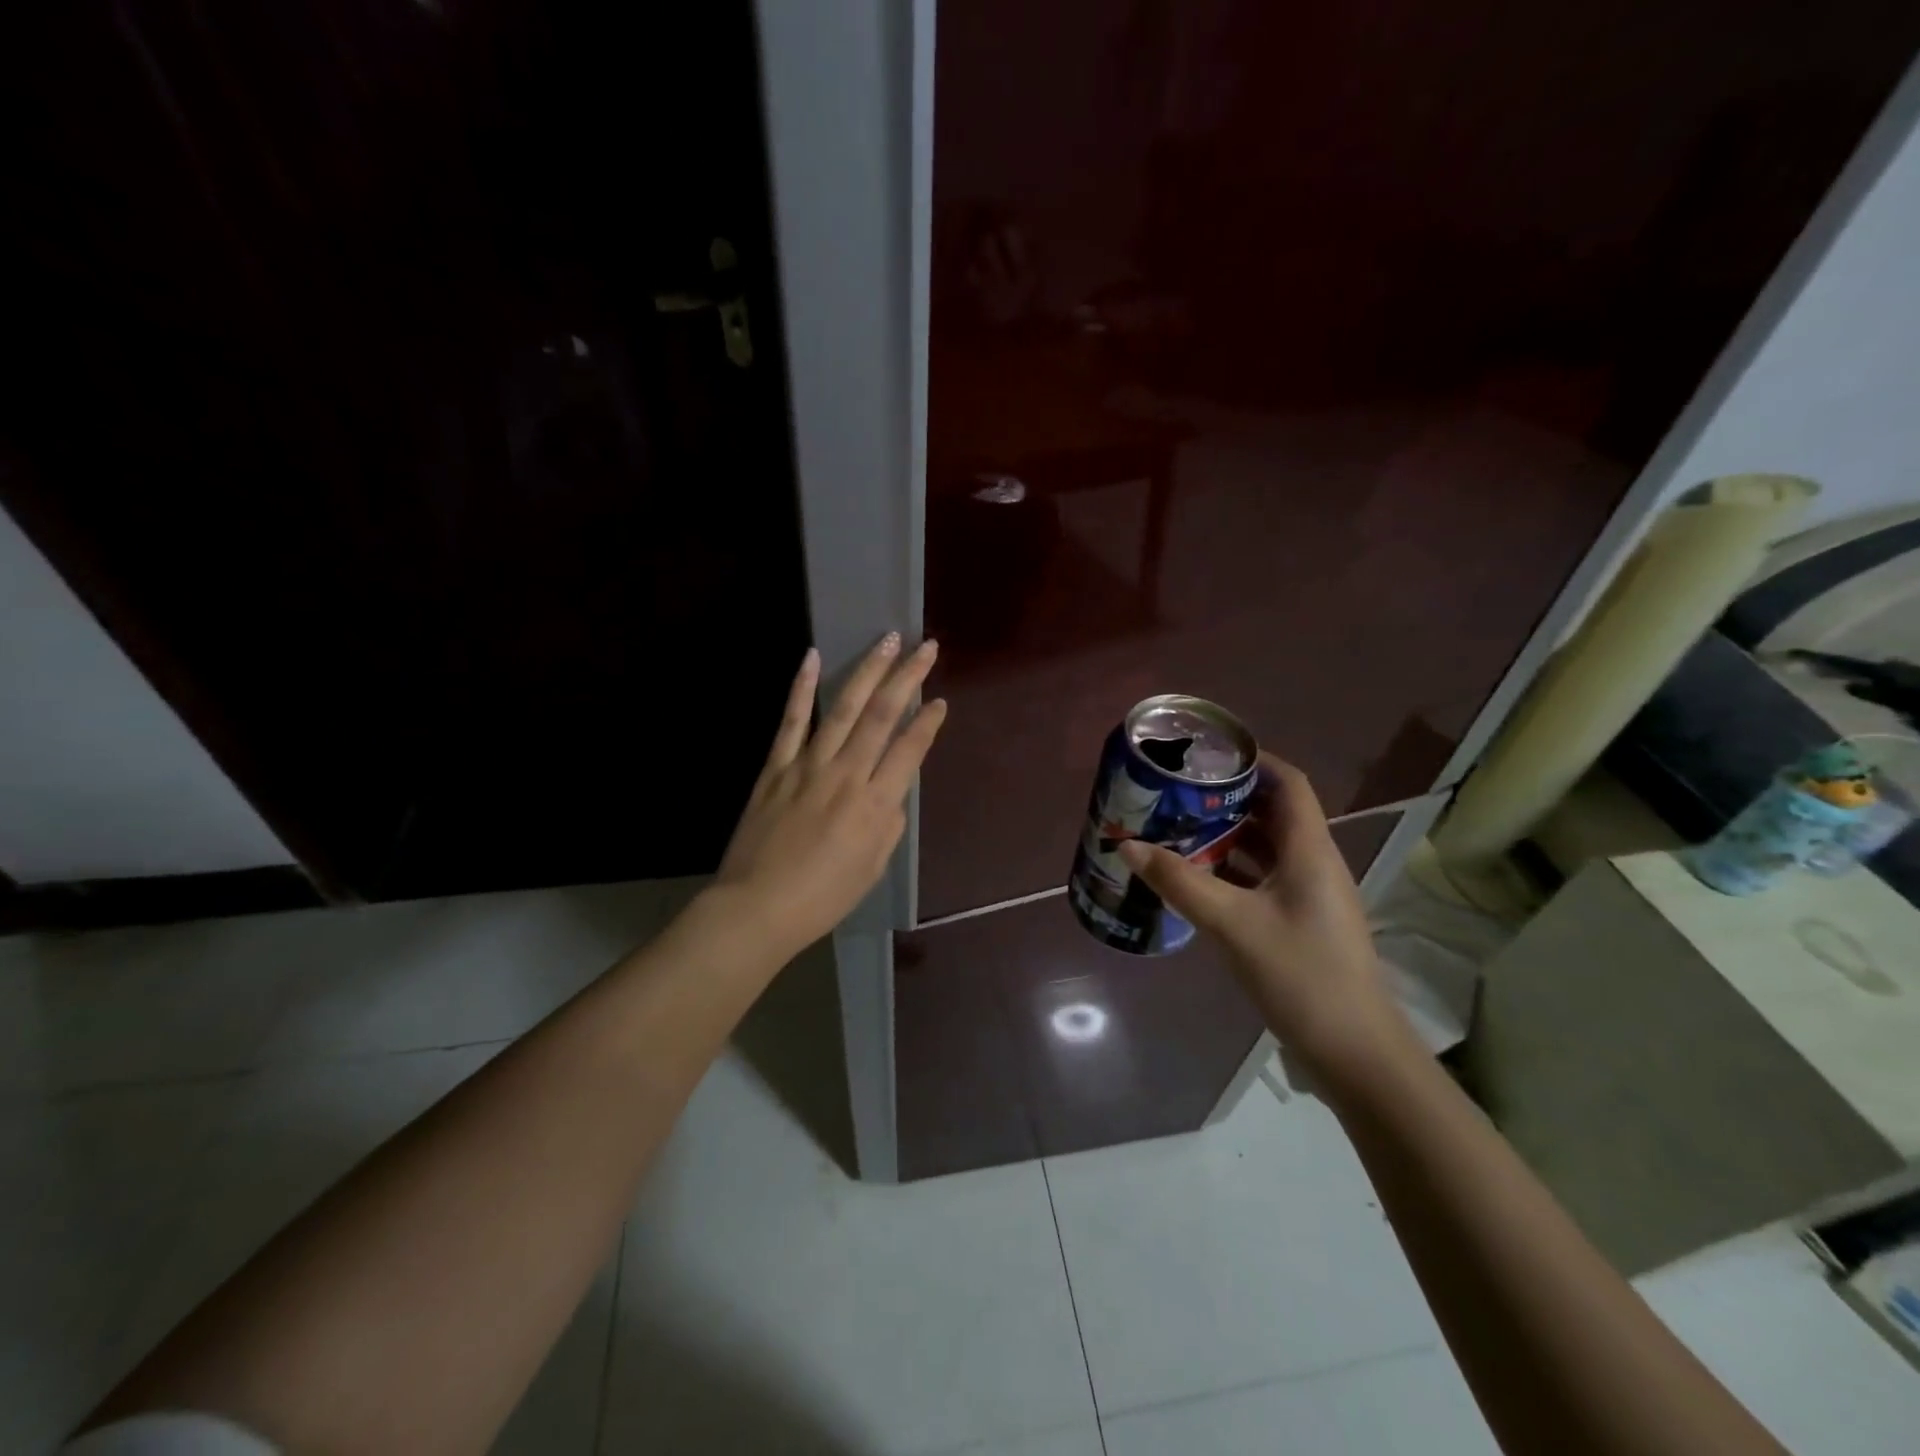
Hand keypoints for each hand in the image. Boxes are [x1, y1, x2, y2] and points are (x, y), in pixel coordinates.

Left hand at [713, 633, 946, 955]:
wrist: (757, 907)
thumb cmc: (823, 897)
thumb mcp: (873, 867)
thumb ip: (889, 823)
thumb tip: (891, 791)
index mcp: (875, 804)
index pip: (910, 750)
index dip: (928, 722)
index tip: (941, 700)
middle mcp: (846, 774)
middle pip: (883, 715)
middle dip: (908, 677)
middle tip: (925, 647)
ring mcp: (808, 765)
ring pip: (843, 708)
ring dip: (868, 670)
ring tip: (887, 640)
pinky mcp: (776, 766)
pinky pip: (791, 721)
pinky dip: (802, 688)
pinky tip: (813, 657)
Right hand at [1119, 754, 1411, 1075]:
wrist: (1355, 1051)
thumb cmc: (1301, 975)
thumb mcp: (1233, 924)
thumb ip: (1180, 882)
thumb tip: (1128, 845)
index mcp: (1310, 849)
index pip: (1289, 783)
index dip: (1254, 760)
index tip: (1207, 754)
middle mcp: (1313, 863)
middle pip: (1273, 812)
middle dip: (1227, 797)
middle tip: (1176, 792)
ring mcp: (1308, 895)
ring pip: (1266, 847)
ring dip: (1226, 835)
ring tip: (1176, 827)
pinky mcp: (1299, 922)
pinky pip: (1262, 878)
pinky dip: (1231, 870)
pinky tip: (1195, 877)